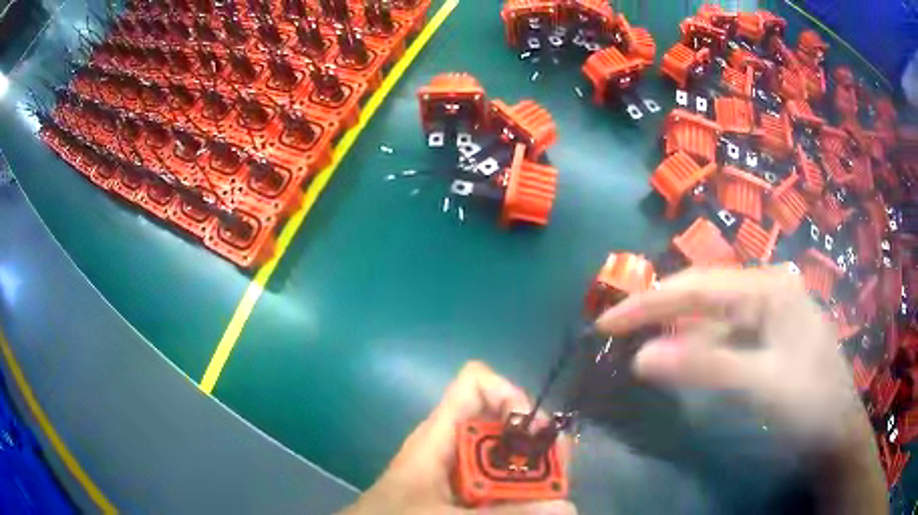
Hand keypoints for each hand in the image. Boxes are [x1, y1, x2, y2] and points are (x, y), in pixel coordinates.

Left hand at [342, 361, 576, 514]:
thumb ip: (506, 513)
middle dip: (536, 444)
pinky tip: (531, 507)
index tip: (534, 433)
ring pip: (508, 454)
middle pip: (505, 420)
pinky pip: (500, 479)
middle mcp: (455, 442)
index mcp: (440, 433)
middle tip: (559, 476)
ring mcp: (461, 467)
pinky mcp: (464, 488)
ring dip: (533, 473)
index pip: (476, 382)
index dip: (510, 394)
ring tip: (552, 497)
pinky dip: (519, 491)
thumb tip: (569, 506)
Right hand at [594, 266, 886, 513]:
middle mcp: (769, 288)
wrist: (837, 431)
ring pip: (714, 310)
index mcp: (771, 288)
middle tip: (616, 326)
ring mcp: (771, 310)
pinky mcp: (770, 333)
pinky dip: (699, 342)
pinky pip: (726, 330)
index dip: (650, 303)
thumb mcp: (761, 385)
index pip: (699, 287)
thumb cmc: (809, 404)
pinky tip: (685, 354)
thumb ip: (704, 366)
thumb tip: (641, 357)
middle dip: (660, 307)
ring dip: (677, 324)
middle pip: (705, 290)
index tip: (605, 322)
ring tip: (641, 337)